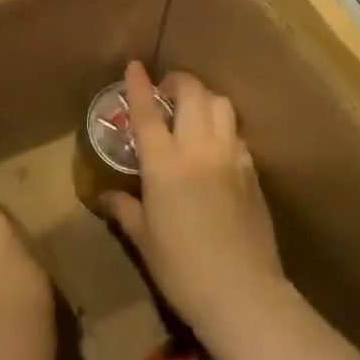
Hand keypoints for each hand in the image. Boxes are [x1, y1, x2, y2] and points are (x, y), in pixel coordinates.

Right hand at [101, 61, 285, 336]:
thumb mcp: (144, 239)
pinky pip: (237, 134)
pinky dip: (223, 128)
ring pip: (221, 104)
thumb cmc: (182, 269)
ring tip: (193, 113)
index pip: (148, 112)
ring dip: (205, 99)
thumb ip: (125, 209)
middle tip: (166, 92)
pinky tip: (216, 147)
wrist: (243, 293)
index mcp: (164, 164)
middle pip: (193, 93)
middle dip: (178, 82)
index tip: (134, 65)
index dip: (139, 85)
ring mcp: (230, 157)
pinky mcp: (253, 172)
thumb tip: (106, 196)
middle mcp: (198, 149)